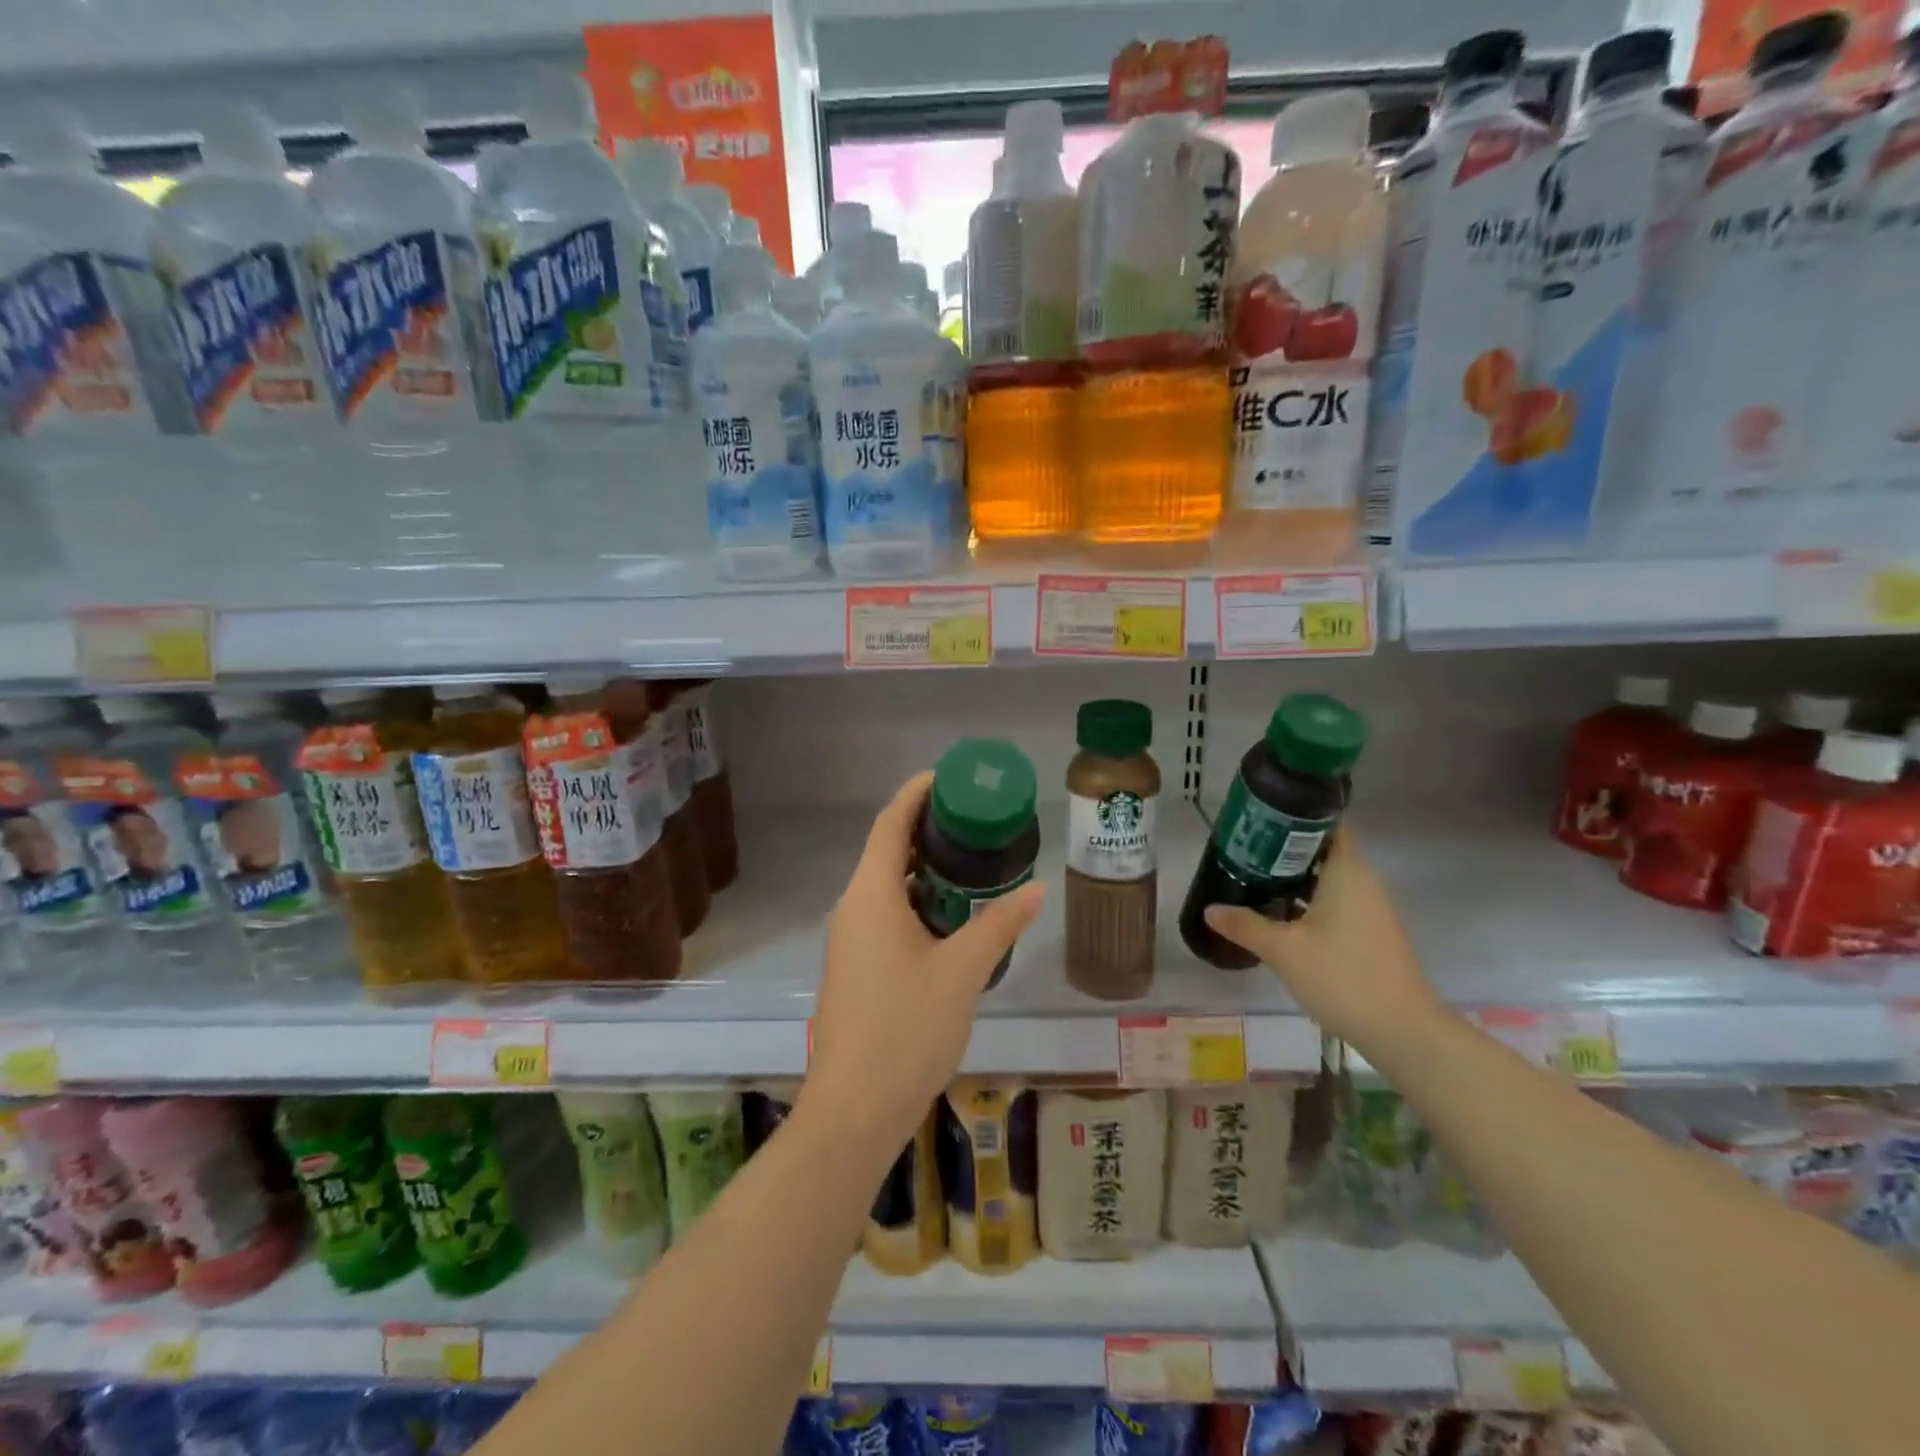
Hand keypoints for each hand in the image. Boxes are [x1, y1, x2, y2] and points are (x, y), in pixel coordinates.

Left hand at [805, 772, 1046, 1151]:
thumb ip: (1000, 925)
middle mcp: (853, 908)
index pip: (890, 823)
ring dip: (924, 868)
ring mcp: (851, 939)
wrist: (855, 1110)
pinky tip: (953, 915)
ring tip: (972, 860)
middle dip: (927, 828)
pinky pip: (886, 914)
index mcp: (871, 896)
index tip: (950, 777)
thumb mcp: (963, 972)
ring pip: (887, 885)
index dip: (916, 793)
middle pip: (886, 849)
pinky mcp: (856, 966)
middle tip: (975, 818)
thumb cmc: (906, 1030)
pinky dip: (918, 900)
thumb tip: (1037, 887)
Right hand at [1202, 829, 1444, 1054]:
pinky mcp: (1370, 933)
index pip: (1328, 823)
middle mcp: (1362, 882)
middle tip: (1244, 851)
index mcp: (1347, 872)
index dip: (1296, 816)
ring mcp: (1369, 909)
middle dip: (1285, 848)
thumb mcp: (1283, 951)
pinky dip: (1308, 900)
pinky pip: (1335, 902)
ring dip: (1294, 877)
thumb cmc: (1342, 977)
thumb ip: (1245, 925)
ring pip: (1328, 878)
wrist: (1403, 1031)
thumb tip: (1210, 909)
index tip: (1261, 819)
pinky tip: (1279, 916)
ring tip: (1253, 880)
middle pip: (1323, 850)